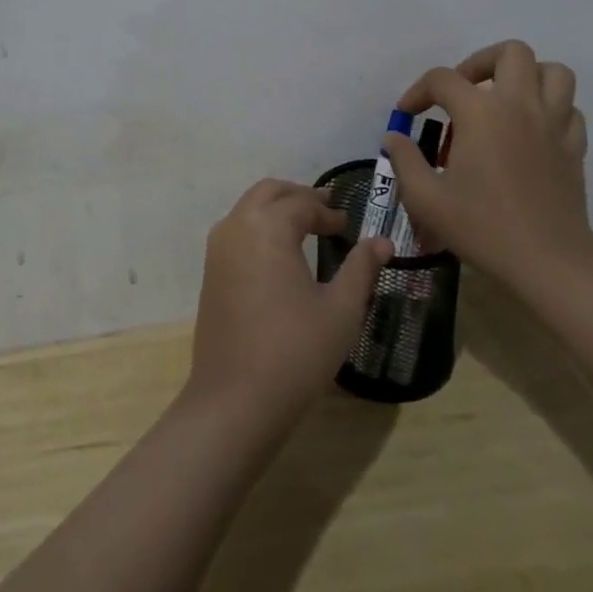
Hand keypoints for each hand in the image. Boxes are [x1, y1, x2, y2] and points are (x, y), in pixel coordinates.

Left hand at [185, 179, 392, 434]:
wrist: (235, 399)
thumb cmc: (295, 351)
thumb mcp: (341, 310)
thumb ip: (361, 268)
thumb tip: (382, 242)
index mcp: (268, 226)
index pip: (302, 203)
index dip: (328, 211)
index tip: (348, 226)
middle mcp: (237, 226)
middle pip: (269, 192)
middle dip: (298, 196)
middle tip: (326, 211)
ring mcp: (218, 248)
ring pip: (248, 208)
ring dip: (276, 208)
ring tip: (305, 227)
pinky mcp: (210, 271)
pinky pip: (236, 230)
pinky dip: (258, 226)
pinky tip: (279, 253)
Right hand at [384, 40, 592, 294]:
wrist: (549, 263)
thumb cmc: (483, 227)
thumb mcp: (426, 198)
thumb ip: (404, 160)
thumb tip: (393, 137)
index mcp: (481, 113)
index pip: (442, 79)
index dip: (418, 91)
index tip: (407, 114)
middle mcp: (520, 106)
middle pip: (510, 53)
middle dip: (480, 62)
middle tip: (463, 91)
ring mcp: (554, 124)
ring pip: (552, 71)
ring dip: (526, 76)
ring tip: (503, 99)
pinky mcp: (574, 146)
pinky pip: (569, 108)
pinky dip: (550, 108)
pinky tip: (531, 130)